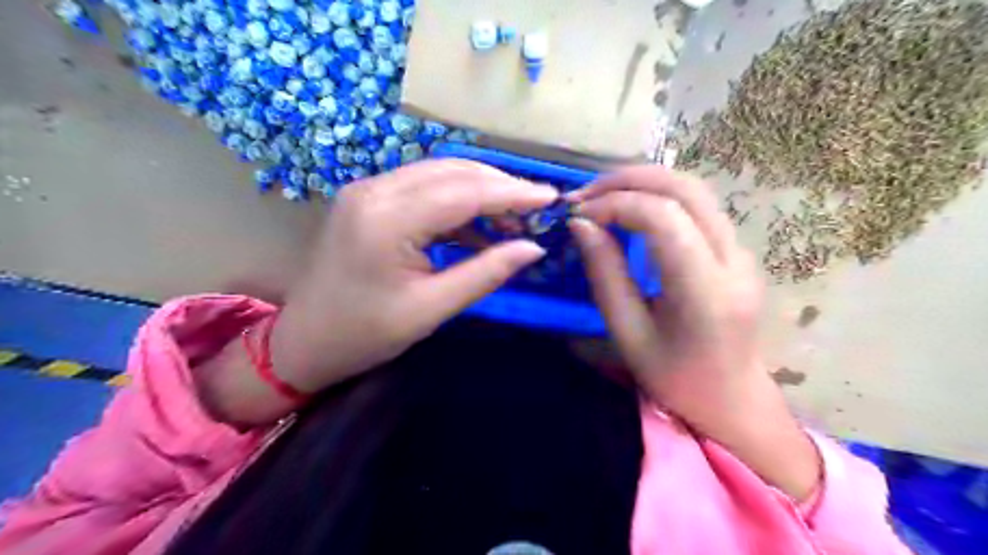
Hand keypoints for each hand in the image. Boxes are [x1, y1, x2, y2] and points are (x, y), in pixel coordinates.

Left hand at [273, 160, 558, 394]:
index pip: (464, 192)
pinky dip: (456, 202)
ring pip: (439, 174)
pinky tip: (478, 227)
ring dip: (480, 190)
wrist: (304, 341)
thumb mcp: (431, 309)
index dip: (513, 193)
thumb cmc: (365, 334)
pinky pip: (423, 188)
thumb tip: (534, 248)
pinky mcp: (369, 199)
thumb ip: (485, 274)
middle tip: (535, 209)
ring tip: (512, 219)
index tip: (551, 198)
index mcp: (387, 220)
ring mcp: (368, 190)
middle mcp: (375, 191)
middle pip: (453, 172)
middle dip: (500, 186)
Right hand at [568, 166, 758, 421]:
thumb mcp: (628, 334)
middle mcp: (734, 260)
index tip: (579, 216)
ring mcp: (742, 252)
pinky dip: (658, 196)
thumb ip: (605, 275)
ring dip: (644, 182)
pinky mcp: (737, 250)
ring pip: (694, 190)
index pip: (664, 217)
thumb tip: (581, 224)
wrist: (732, 399)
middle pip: (686, 188)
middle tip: (585, 194)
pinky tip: (630, 209)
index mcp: (706, 292)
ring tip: (602, 197)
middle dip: (629, 179)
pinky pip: (697, 207)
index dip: (616, 204)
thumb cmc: (674, 378)